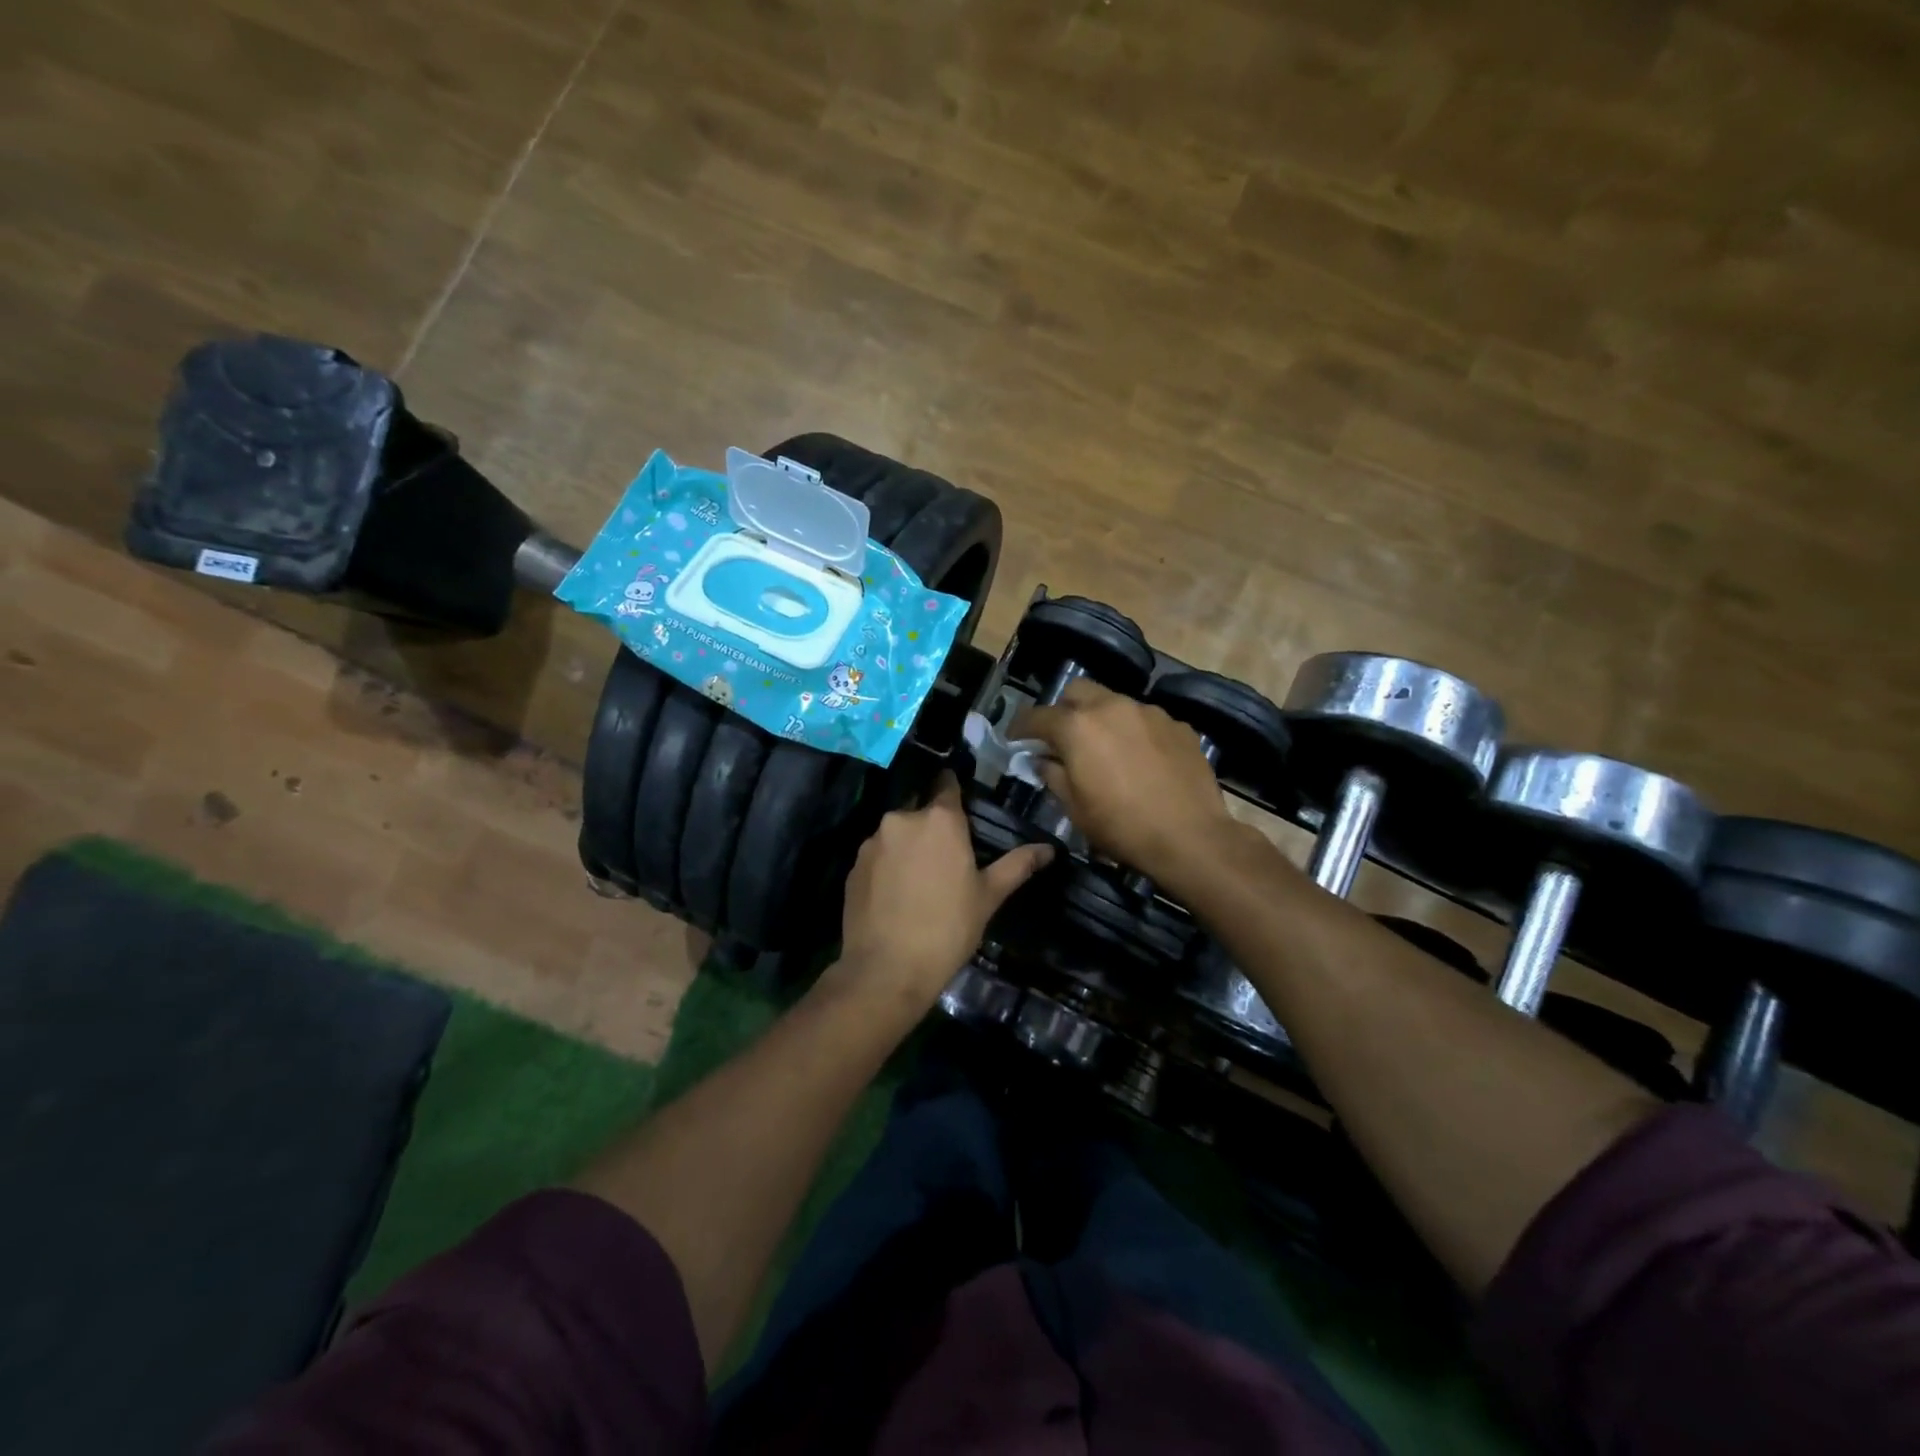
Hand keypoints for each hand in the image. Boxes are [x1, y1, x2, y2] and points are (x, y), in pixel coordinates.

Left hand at [834, 773, 1052, 1008]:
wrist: (887, 969)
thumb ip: (1017, 865)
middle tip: (947, 859)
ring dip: (908, 847)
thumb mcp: (988, 896)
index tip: (962, 807)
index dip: (955, 792)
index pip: (948, 785)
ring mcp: (873, 841)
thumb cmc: (948, 928)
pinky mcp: (853, 865)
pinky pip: (877, 856)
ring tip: (920, 881)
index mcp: (940, 819)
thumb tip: (1049, 849)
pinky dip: (887, 866)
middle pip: (921, 811)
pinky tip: (896, 895)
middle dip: (932, 827)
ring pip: (897, 834)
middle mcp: (902, 818)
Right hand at [1012, 679, 1240, 889]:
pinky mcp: (1178, 725)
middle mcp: (1112, 706)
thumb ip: (1052, 774)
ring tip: (1106, 750)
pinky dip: (1135, 733)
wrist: (1190, 837)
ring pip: (1115, 703)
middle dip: (1064, 710)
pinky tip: (1142, 760)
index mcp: (1078, 726)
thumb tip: (1042, 759)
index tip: (1015, 739)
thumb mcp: (1074, 808)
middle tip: (1062, 738)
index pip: (1037, 716)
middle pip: (1078, 691)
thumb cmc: (1121, 826)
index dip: (1021, 727)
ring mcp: (1150, 712)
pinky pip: (1146, 720)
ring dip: (1102, 719)